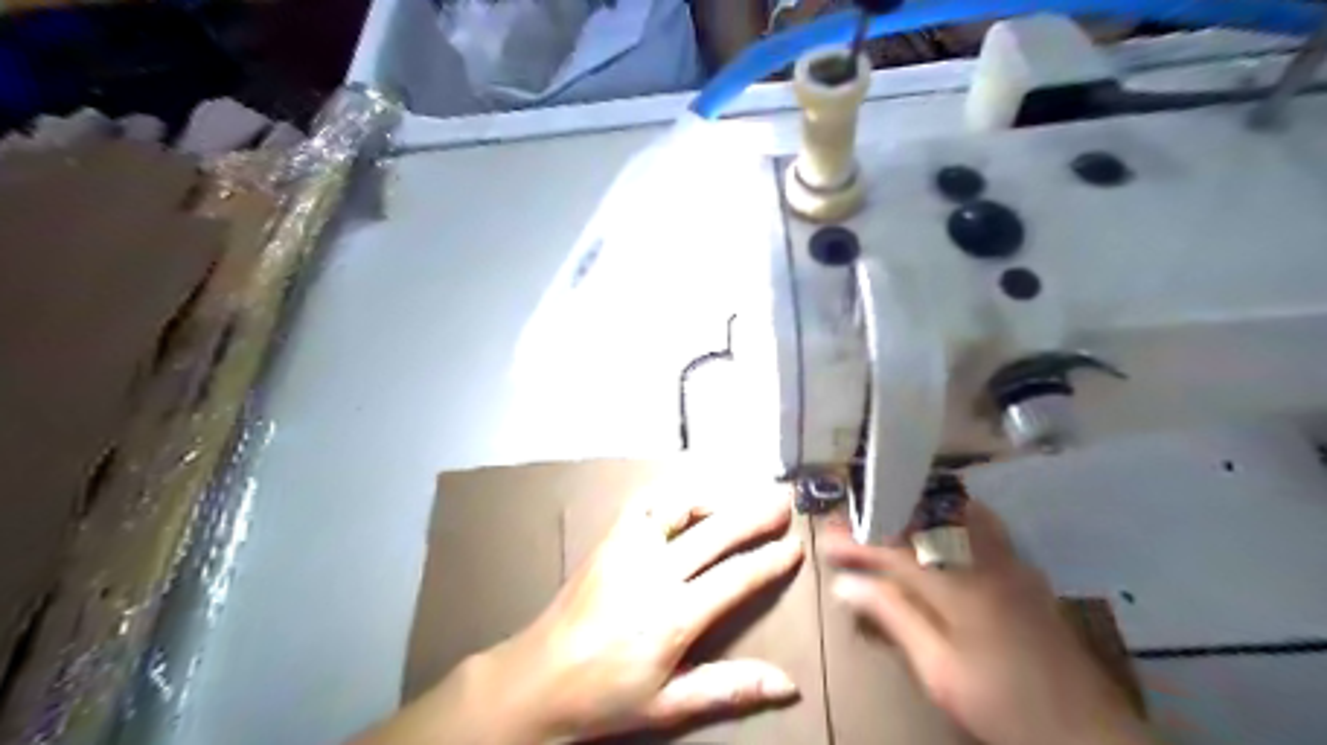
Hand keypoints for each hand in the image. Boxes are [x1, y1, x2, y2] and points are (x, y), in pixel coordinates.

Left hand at [358, 471, 802, 744]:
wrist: (536, 679)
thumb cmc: (605, 696)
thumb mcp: (669, 704)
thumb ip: (729, 688)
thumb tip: (789, 685)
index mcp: (672, 616)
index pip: (736, 578)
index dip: (770, 560)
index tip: (795, 544)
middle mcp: (653, 572)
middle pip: (715, 532)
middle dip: (754, 514)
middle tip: (783, 501)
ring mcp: (627, 548)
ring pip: (678, 506)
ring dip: (713, 497)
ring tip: (738, 498)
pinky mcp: (608, 539)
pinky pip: (644, 502)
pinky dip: (672, 494)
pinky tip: (686, 499)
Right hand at [828, 500, 1156, 743]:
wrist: (1089, 734)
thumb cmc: (1004, 705)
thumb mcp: (939, 671)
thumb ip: (894, 618)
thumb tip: (846, 584)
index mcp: (958, 585)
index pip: (894, 549)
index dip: (856, 541)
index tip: (825, 537)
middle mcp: (983, 560)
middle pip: (922, 521)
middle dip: (880, 518)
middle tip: (848, 521)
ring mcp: (1008, 562)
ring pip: (952, 516)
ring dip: (912, 511)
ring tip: (883, 515)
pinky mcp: (1023, 571)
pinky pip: (978, 525)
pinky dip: (946, 517)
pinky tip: (936, 525)